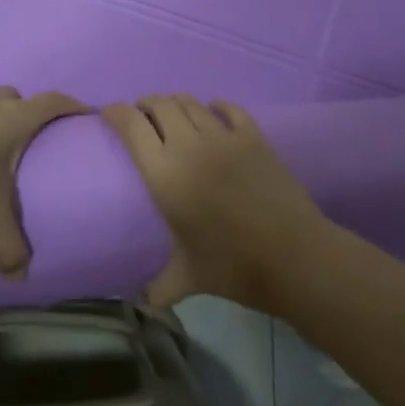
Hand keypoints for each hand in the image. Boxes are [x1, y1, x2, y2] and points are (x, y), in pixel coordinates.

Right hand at [102, 94, 329, 311]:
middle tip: (141, 115)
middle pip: (160, 105)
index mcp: (165, 174)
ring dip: (176, 103)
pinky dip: (216, 106)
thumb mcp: (187, 278)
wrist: (294, 257)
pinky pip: (229, 109)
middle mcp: (189, 145)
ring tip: (172, 113)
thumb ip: (158, 286)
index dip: (116, 113)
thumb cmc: (233, 266)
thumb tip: (139, 303)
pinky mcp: (254, 137)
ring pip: (191, 103)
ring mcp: (224, 137)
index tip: (109, 114)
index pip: (132, 126)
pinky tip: (214, 110)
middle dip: (145, 104)